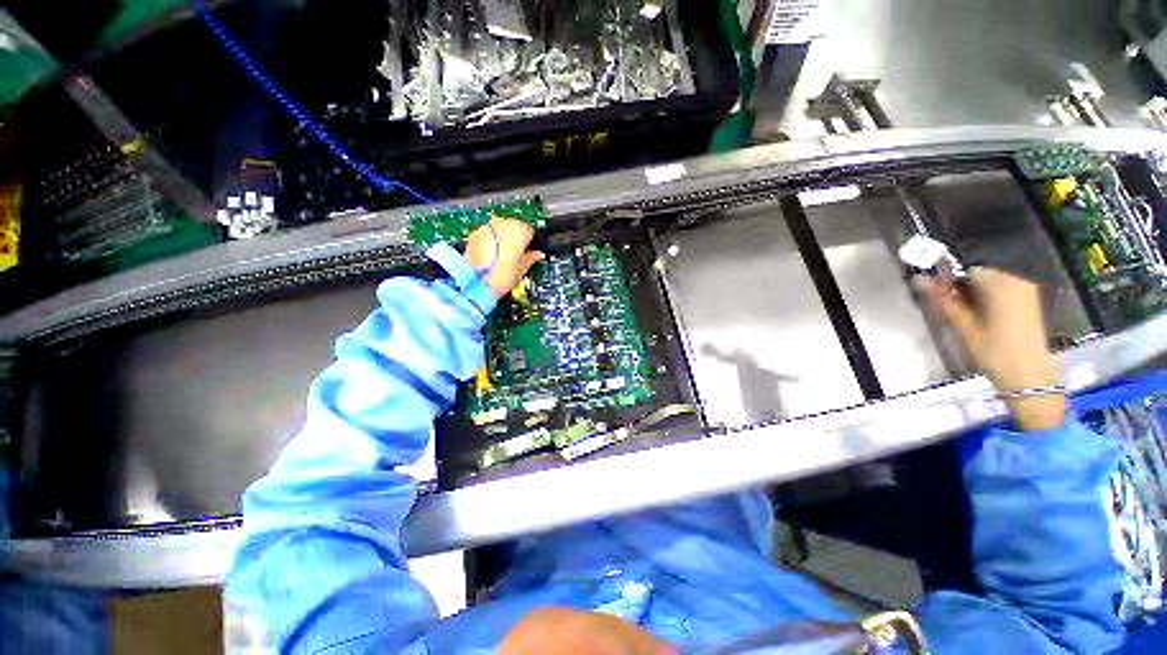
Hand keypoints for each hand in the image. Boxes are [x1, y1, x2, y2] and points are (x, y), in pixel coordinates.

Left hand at [464, 217, 544, 297]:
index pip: (529, 231)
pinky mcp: (474, 234)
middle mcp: (503, 223)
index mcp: (519, 230)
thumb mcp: (522, 269)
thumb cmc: (502, 276)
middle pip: (513, 226)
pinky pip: (487, 234)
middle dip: (515, 238)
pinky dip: (490, 242)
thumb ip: (531, 258)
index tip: (528, 251)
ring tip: (501, 257)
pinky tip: (490, 256)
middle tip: (515, 255)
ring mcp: (487, 227)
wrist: (475, 281)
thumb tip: (537, 255)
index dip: (529, 242)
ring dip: (501, 239)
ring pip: (499, 229)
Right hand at [918, 267, 1065, 431]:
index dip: (950, 283)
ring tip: (964, 319)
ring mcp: (1027, 293)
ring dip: (974, 298)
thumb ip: (943, 300)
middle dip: (962, 291)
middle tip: (949, 311)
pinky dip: (989, 303)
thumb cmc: (994, 351)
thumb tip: (921, 280)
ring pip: (991, 287)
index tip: (939, 299)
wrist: (1028, 378)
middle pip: (980, 278)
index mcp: (1001, 283)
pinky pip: (1004, 295)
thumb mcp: (964, 326)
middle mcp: (1017, 282)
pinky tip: (982, 321)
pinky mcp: (1031, 304)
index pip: (967, 271)